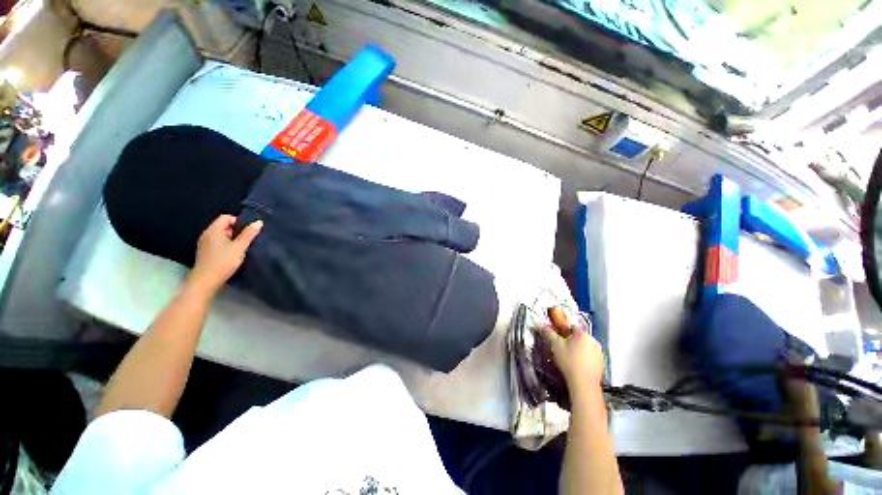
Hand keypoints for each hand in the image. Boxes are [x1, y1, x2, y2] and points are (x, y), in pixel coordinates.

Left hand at [187, 215, 262, 296]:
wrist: (205, 280)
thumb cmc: (223, 262)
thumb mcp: (239, 247)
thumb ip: (248, 234)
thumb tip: (258, 222)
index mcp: (214, 230)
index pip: (226, 217)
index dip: (238, 222)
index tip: (247, 232)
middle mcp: (206, 234)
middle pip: (223, 226)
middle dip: (235, 231)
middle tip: (245, 241)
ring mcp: (204, 243)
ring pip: (220, 235)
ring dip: (231, 239)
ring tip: (240, 249)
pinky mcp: (204, 252)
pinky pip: (216, 242)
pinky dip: (225, 245)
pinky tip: (231, 255)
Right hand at [539, 323, 604, 395]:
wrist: (583, 384)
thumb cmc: (569, 362)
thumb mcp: (555, 345)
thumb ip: (547, 332)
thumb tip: (538, 324)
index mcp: (583, 333)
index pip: (571, 326)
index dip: (562, 330)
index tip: (557, 337)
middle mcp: (593, 340)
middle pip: (579, 336)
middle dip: (570, 340)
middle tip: (562, 348)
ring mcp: (599, 352)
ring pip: (585, 346)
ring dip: (577, 349)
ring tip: (569, 357)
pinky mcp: (601, 363)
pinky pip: (590, 355)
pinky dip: (584, 357)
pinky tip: (577, 364)